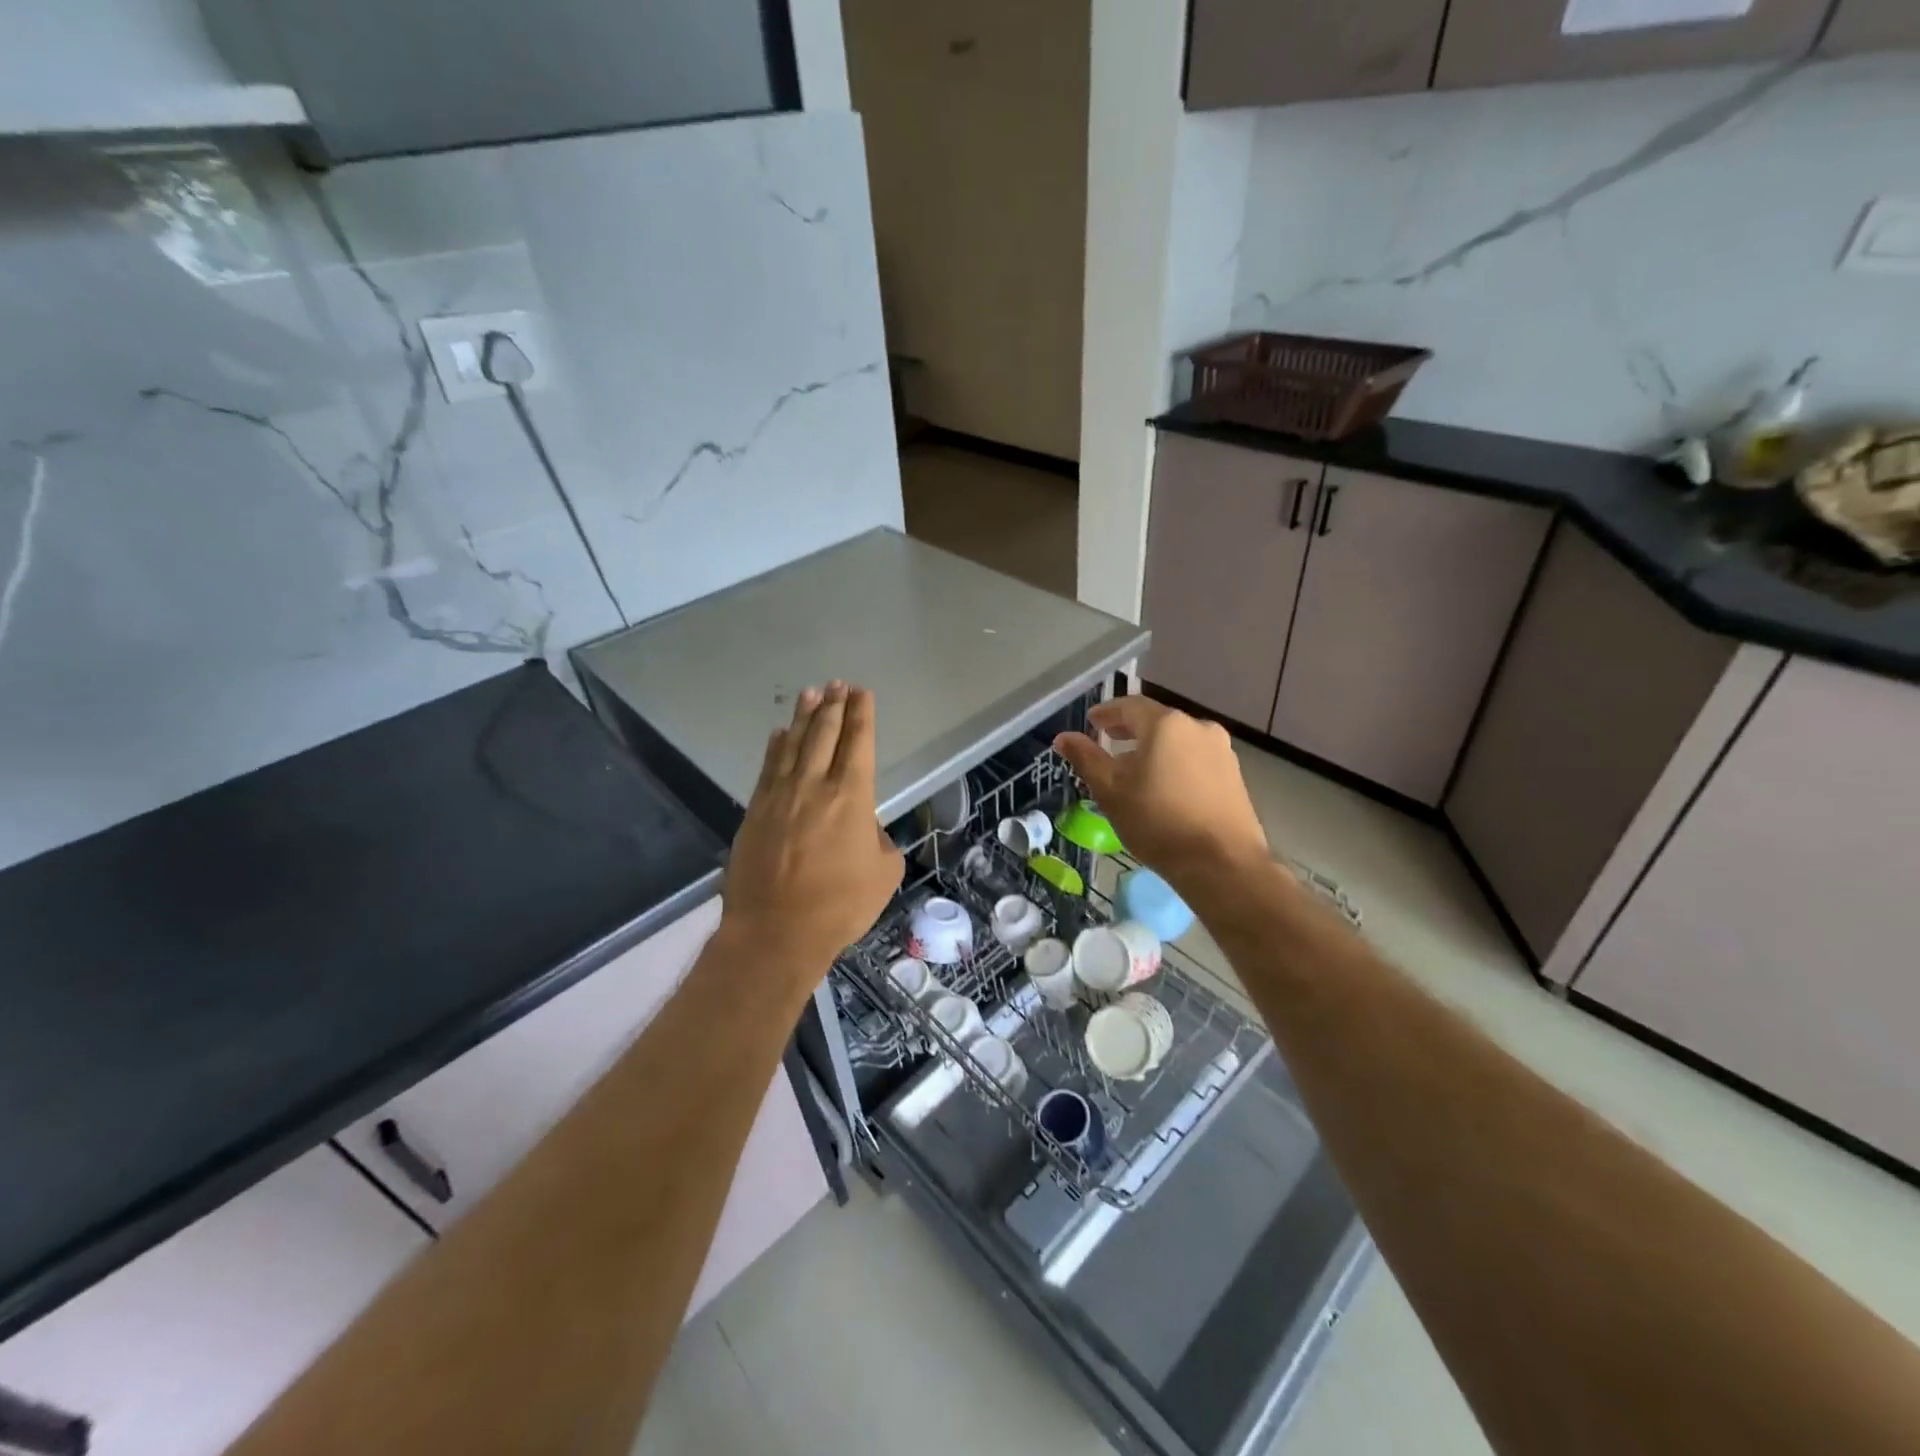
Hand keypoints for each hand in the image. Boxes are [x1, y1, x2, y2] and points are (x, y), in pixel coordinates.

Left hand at [720, 683, 903, 994]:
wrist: (776, 932)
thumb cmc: (840, 906)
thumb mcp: (884, 874)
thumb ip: (879, 842)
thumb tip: (864, 830)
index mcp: (852, 797)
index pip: (858, 743)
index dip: (861, 715)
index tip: (862, 693)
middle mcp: (814, 785)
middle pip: (824, 734)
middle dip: (834, 706)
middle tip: (838, 684)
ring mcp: (780, 796)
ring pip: (793, 744)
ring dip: (805, 717)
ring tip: (812, 694)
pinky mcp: (755, 811)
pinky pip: (768, 768)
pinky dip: (776, 746)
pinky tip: (779, 734)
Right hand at [1054, 697, 1271, 894]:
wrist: (1221, 863)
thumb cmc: (1157, 822)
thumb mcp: (1111, 791)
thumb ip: (1086, 758)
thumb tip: (1064, 737)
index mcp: (1166, 724)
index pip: (1130, 706)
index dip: (1107, 712)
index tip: (1091, 721)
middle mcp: (1198, 727)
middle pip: (1156, 721)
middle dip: (1129, 729)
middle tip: (1108, 739)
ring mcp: (1222, 751)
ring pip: (1178, 740)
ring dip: (1153, 747)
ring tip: (1133, 767)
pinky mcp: (1234, 775)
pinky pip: (1195, 758)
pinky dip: (1174, 762)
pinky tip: (1163, 785)